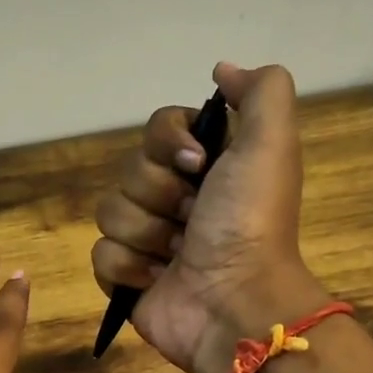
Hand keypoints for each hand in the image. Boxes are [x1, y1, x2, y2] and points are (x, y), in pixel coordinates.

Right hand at [91, 62, 325, 372]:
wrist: (234, 303)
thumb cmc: (250, 224)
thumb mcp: (271, 144)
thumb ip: (260, 91)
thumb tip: (220, 69)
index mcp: (206, 168)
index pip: (157, 130)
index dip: (169, 144)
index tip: (198, 166)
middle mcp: (176, 199)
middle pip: (130, 171)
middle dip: (160, 196)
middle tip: (193, 220)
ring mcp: (148, 241)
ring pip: (110, 212)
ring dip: (146, 234)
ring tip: (177, 256)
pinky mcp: (126, 279)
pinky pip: (100, 255)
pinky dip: (128, 268)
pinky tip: (157, 280)